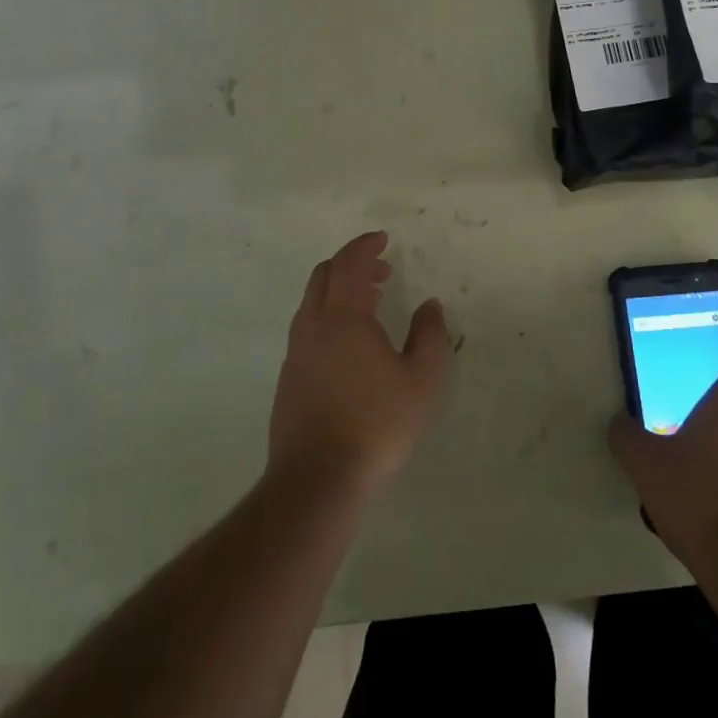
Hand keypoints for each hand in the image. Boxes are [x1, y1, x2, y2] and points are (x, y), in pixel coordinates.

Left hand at [269, 231, 449, 493]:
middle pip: (324, 276)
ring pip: (312, 303)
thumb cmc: (377, 423)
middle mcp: (313, 326)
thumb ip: (429, 335)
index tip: (383, 239)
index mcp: (344, 316)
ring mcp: (296, 353)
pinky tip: (349, 347)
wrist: (317, 478)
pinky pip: (307, 329)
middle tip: (381, 271)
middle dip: (351, 264)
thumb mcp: (422, 379)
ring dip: (338, 291)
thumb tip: (429, 305)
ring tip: (369, 305)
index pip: (350, 263)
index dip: (365, 245)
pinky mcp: (288, 379)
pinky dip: (328, 317)